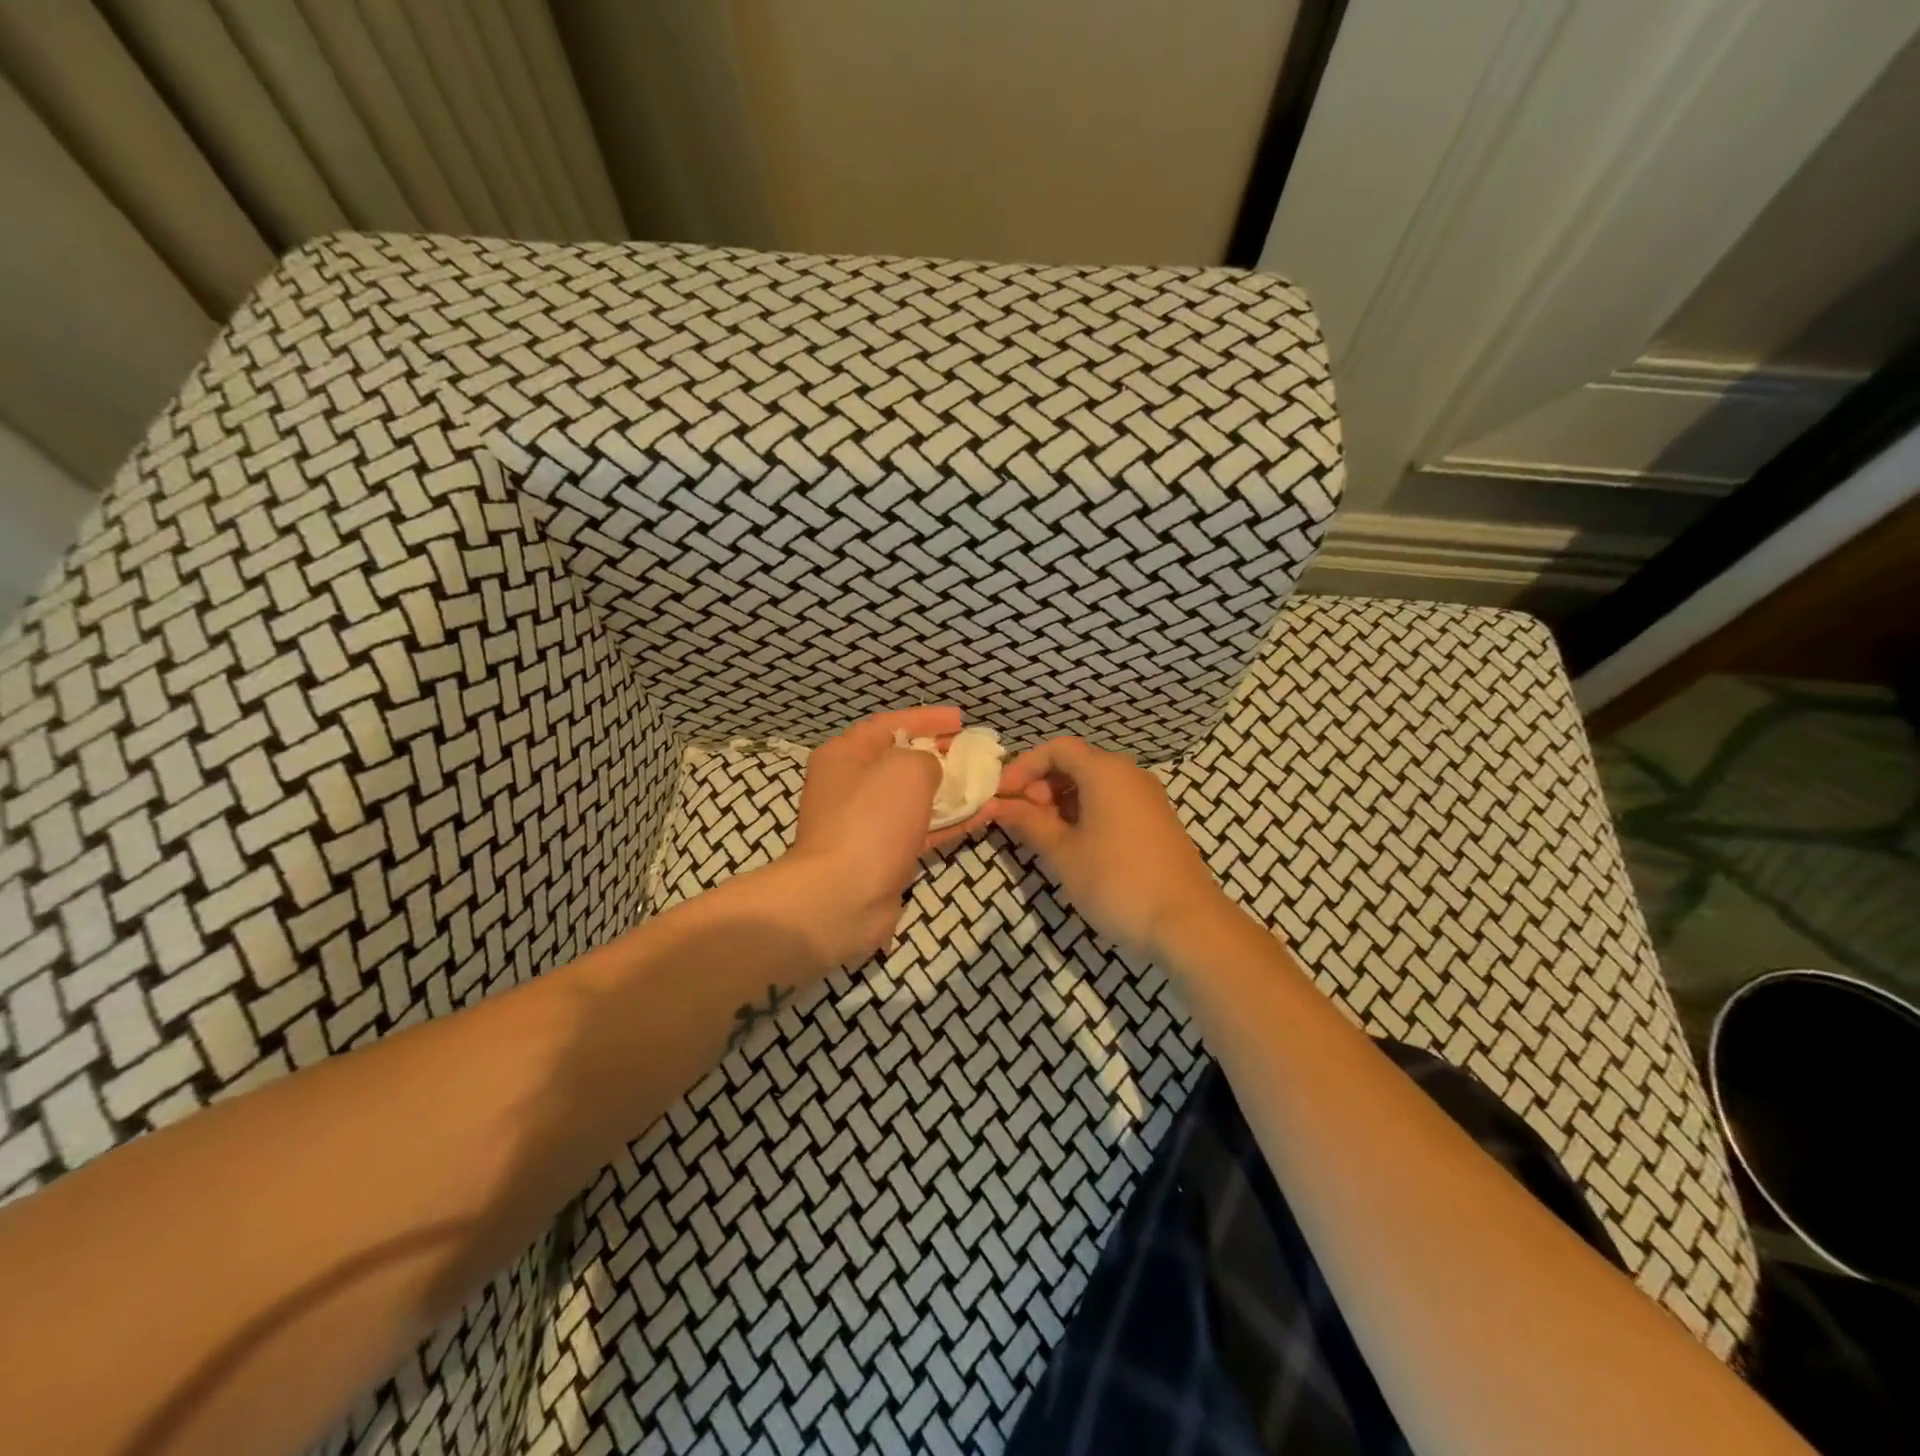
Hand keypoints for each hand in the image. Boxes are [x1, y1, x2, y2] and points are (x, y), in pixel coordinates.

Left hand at [771, 706, 989, 965]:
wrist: (843, 896)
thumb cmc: (872, 820)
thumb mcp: (906, 769)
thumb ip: (926, 758)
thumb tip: (930, 771)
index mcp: (845, 755)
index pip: (890, 724)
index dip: (927, 718)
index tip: (961, 720)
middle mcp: (850, 785)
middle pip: (901, 760)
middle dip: (940, 754)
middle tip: (975, 752)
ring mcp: (866, 823)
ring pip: (914, 798)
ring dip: (950, 789)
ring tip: (986, 782)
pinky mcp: (883, 855)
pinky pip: (921, 829)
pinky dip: (949, 821)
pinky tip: (983, 814)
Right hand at [992, 737, 1224, 955]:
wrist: (1186, 923)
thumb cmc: (1116, 881)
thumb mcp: (1063, 852)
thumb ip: (1028, 822)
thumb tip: (997, 805)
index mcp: (1106, 771)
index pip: (1057, 749)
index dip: (1024, 767)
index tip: (1002, 795)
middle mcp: (1129, 774)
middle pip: (1076, 763)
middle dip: (1041, 785)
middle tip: (1020, 819)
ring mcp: (1147, 797)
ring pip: (1094, 784)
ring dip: (1061, 801)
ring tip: (1043, 836)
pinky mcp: (1156, 820)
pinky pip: (1113, 801)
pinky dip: (1086, 812)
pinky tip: (1074, 844)